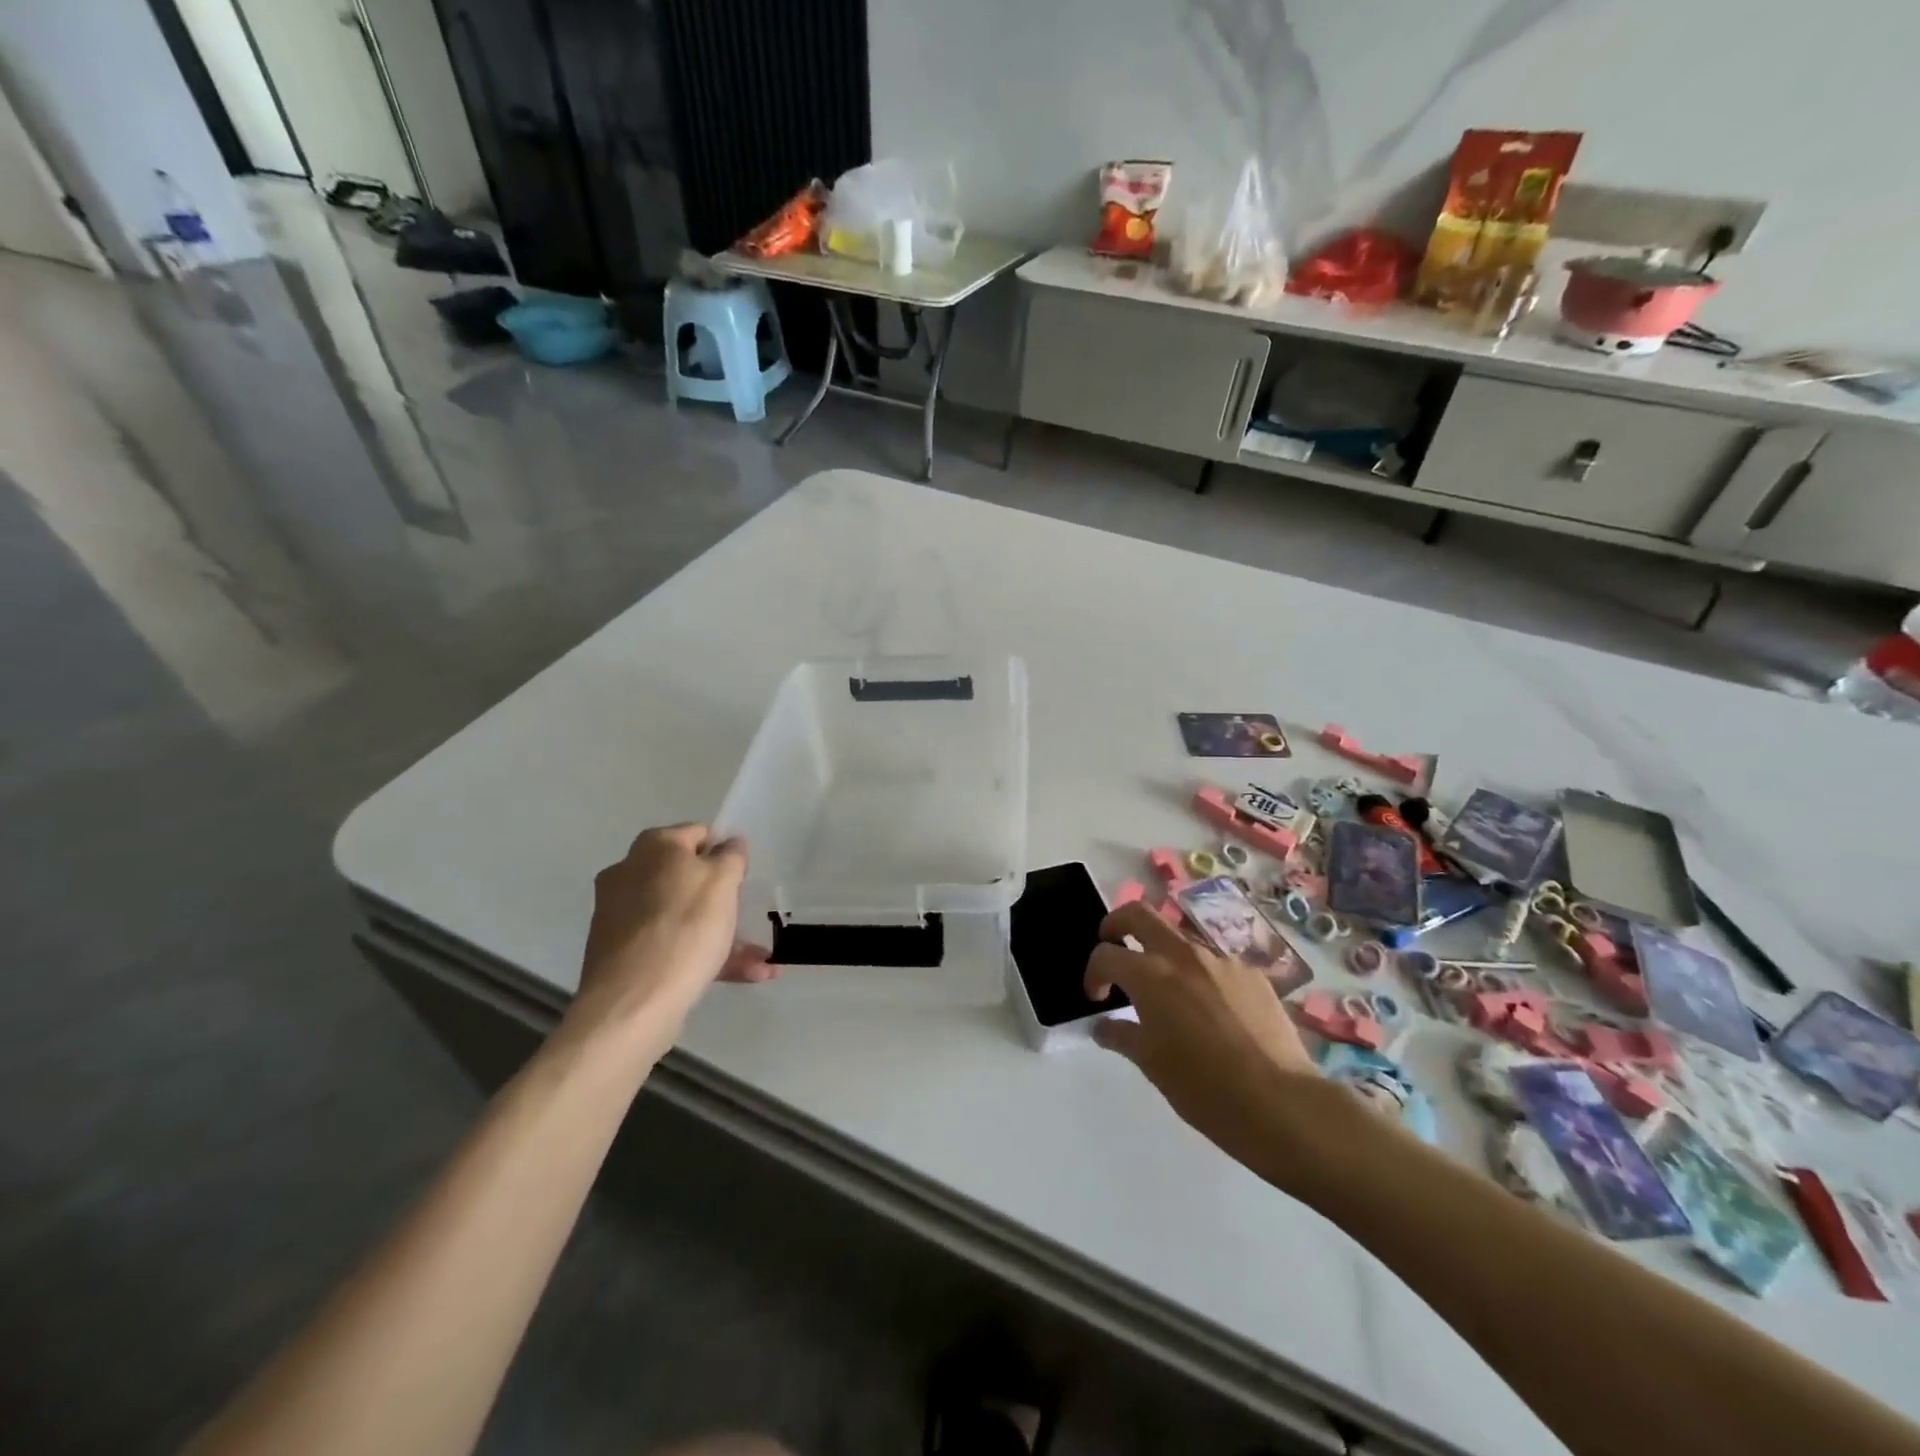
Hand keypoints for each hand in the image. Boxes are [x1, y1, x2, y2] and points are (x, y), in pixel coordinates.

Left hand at [565, 824, 777, 1058]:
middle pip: (687, 878)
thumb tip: (729, 844)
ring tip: (761, 962)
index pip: (698, 834)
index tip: (745, 876)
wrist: (633, 1004)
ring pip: (682, 917)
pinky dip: (703, 956)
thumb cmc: (685, 928)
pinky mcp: (621, 954)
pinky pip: (671, 945)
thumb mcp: (723, 882)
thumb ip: (731, 856)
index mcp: (653, 847)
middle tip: (749, 918)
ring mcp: (620, 916)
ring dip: (722, 935)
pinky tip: (745, 975)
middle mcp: (629, 873)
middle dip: (723, 900)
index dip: (726, 851)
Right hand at [1084, 904, 1319, 1168]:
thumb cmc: (1204, 1088)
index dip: (1093, 972)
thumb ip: (1122, 1036)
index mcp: (1150, 975)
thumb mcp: (1151, 1065)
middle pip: (1139, 914)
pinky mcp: (1252, 974)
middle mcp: (1183, 955)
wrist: (1280, 1103)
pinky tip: (1212, 1012)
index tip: (1097, 997)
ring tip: (1169, 993)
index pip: (1106, 954)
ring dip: (1163, 954)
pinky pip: (1215, 964)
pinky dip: (1201, 976)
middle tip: (1114, 946)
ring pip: (1180, 939)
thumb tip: (1103, 1026)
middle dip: (1117, 923)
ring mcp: (1221, 961)